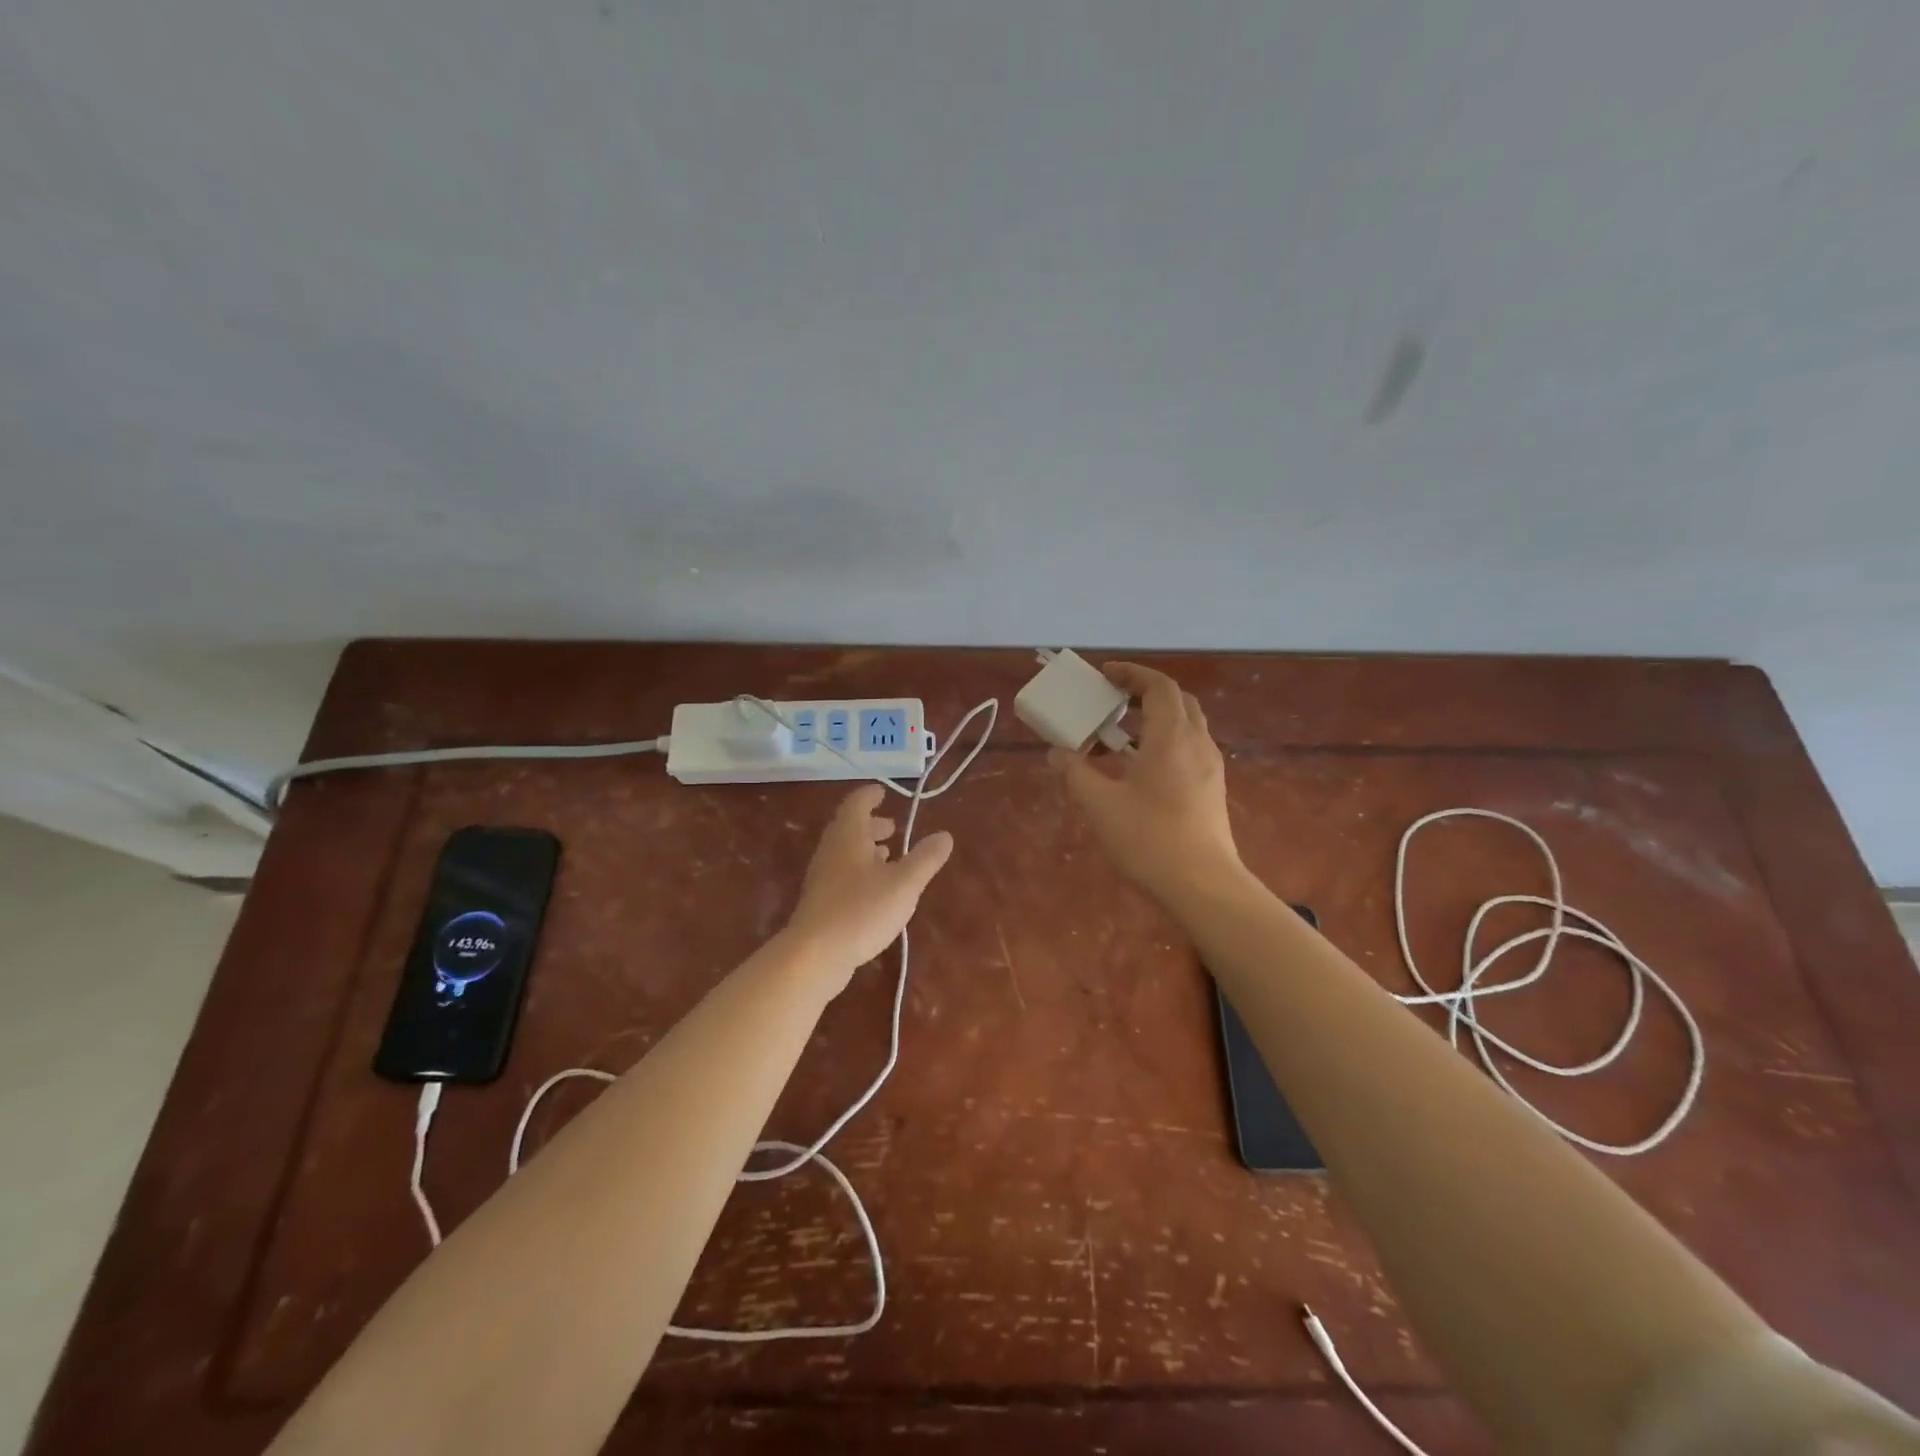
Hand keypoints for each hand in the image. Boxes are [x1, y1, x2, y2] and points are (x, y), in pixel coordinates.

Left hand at [782, 784, 954, 990]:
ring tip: (889, 854)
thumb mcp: (904, 884)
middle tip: (893, 826)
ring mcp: (822, 876)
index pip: (857, 803)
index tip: (884, 791)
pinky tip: (875, 888)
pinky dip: (860, 869)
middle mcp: (831, 849)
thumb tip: (945, 835)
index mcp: (849, 835)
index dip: (871, 795)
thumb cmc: (861, 910)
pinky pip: (842, 873)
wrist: (814, 955)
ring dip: (866, 848)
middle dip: (872, 824)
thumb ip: (925, 858)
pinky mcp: (820, 901)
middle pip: (849, 827)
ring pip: (845, 851)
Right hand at [1047, 662, 1241, 905]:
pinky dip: (1164, 744)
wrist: (1203, 886)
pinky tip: (1141, 771)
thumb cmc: (1149, 838)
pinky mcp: (1212, 791)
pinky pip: (1189, 750)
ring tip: (1120, 738)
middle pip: (1177, 701)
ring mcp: (1210, 768)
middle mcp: (1197, 743)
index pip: (1159, 686)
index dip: (1132, 673)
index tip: (1105, 675)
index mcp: (1171, 737)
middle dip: (1145, 693)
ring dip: (1155, 721)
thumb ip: (1075, 773)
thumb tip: (1057, 753)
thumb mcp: (1100, 804)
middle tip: (1114, 701)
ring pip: (1186, 727)